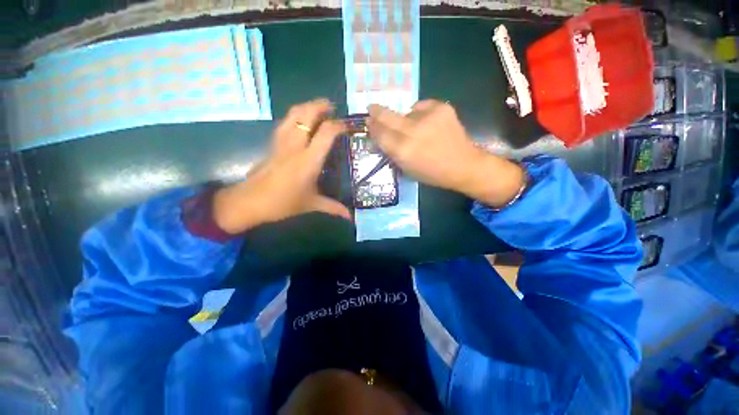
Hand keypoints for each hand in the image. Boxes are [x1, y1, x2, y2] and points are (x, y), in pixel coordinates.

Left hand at [213, 99, 350, 234]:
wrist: (249, 202)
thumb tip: (350, 217)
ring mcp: (281, 142)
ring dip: (306, 107)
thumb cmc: (283, 203)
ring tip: (317, 109)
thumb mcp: (312, 205)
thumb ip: (333, 208)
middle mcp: (295, 146)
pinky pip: (284, 122)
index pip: (326, 133)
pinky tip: (300, 121)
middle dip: (320, 105)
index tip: (347, 126)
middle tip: (332, 107)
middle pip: (305, 114)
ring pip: (292, 114)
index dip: (338, 125)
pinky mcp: (272, 144)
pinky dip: (295, 116)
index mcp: (308, 160)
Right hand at [367, 100, 524, 206]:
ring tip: (414, 128)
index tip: (368, 122)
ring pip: (405, 112)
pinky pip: (421, 107)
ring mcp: (428, 117)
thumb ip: (392, 151)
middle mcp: (413, 131)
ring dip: (404, 119)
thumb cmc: (432, 173)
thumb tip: (380, 135)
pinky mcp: (441, 108)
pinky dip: (420, 114)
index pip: (380, 134)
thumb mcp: (407, 168)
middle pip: (387, 116)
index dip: (372, 127)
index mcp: (403, 151)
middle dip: (377, 112)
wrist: (463, 165)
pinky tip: (426, 123)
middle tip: (372, 108)